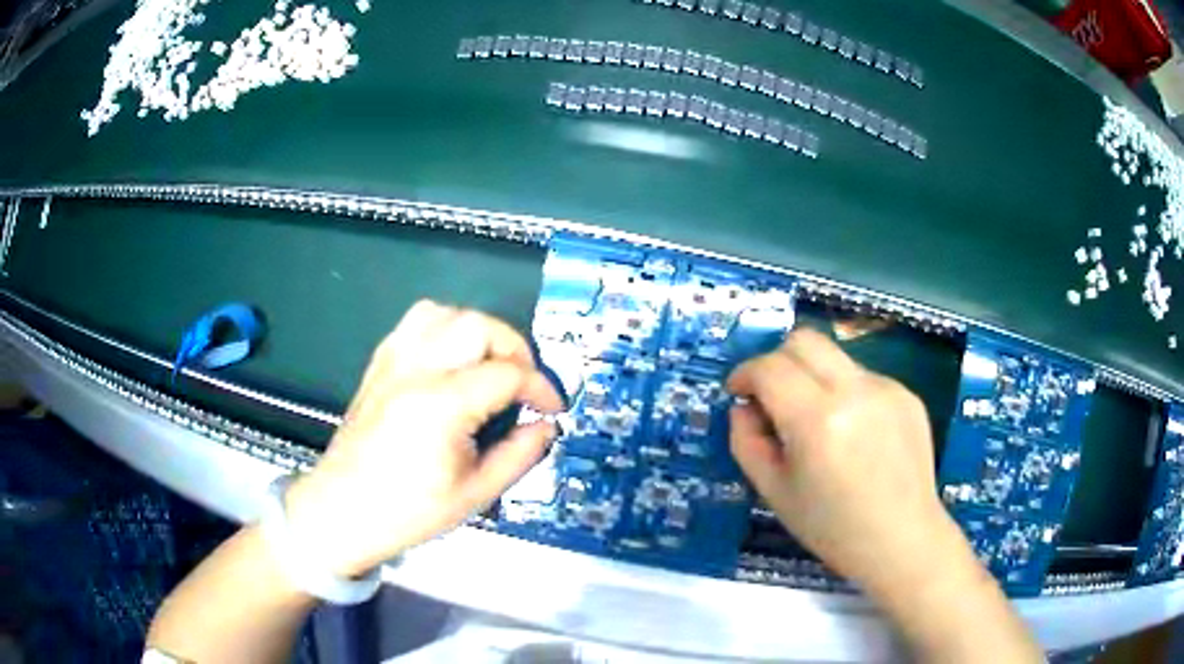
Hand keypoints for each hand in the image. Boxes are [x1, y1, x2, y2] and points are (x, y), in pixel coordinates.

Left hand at [284, 301, 563, 577]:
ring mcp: (393, 361)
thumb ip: (519, 455)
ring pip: (446, 313)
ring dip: (479, 332)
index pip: (508, 374)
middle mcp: (416, 370)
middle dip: (515, 349)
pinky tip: (453, 359)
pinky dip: (446, 328)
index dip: (541, 387)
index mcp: (442, 405)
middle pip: (479, 326)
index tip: (552, 408)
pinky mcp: (379, 363)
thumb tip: (546, 426)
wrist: (342, 508)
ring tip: (490, 365)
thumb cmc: (408, 510)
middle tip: (524, 384)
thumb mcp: (475, 494)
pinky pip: (417, 322)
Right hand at [726, 328, 953, 588]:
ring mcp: (887, 388)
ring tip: (819, 424)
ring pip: (835, 357)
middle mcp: (855, 391)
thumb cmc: (832, 527)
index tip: (738, 391)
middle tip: (773, 397)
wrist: (902, 540)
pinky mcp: (907, 394)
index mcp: (817, 420)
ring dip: (813, 378)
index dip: (745, 373)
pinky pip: (863, 377)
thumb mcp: (774, 492)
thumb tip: (743, 407)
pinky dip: (845, 394)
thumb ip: (746, 442)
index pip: (770, 367)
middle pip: (805, 340)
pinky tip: (855, 435)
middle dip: (777, 360)